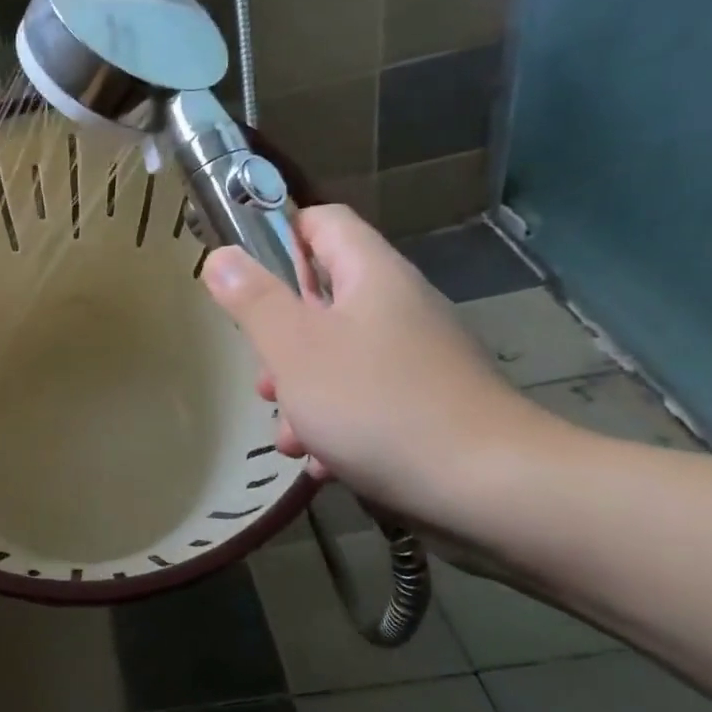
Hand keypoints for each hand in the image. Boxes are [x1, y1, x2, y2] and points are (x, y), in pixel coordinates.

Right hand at [202, 207, 550, 527]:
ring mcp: (416, 357)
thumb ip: (253, 299)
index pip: (322, 222)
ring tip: (289, 436)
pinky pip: (365, 397)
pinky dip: (336, 422)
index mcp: (371, 275)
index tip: (244, 279)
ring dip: (301, 391)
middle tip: (265, 379)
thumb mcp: (295, 348)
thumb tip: (220, 255)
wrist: (492, 489)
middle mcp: (398, 307)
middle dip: (280, 340)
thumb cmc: (377, 404)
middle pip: (320, 299)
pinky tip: (323, 462)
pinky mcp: (427, 403)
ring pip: (336, 356)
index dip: (277, 236)